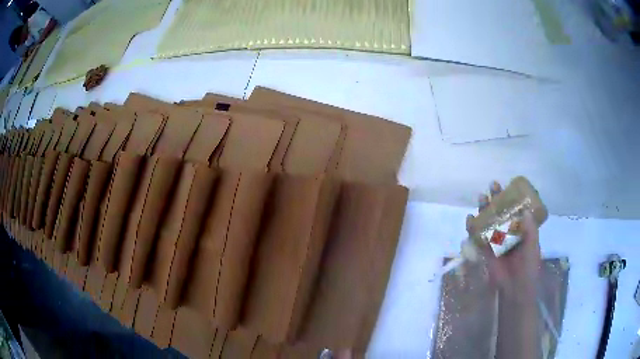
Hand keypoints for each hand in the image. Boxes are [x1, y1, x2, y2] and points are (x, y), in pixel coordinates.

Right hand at [466, 182, 540, 299]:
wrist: (516, 286)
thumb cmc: (529, 265)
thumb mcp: (533, 245)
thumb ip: (530, 229)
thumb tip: (524, 211)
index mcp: (520, 229)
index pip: (514, 209)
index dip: (511, 197)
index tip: (508, 185)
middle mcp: (508, 232)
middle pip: (500, 212)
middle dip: (496, 199)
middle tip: (493, 186)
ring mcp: (496, 241)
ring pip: (489, 222)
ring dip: (484, 210)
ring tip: (482, 198)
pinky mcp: (486, 250)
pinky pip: (478, 237)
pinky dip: (473, 228)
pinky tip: (470, 219)